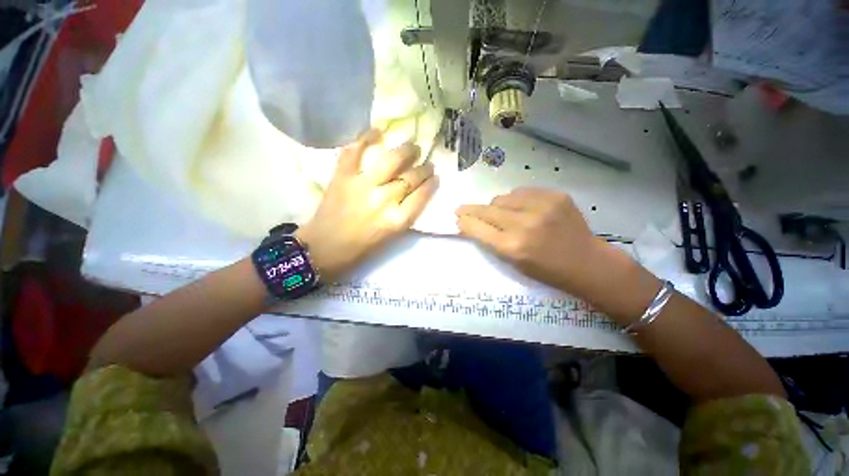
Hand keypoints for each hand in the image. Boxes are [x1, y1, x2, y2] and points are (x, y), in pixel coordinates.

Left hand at [297, 130, 438, 280]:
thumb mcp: (391, 236)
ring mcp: (362, 185)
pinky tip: (378, 131)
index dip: (431, 184)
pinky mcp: (343, 177)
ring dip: (406, 151)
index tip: (435, 177)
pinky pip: (356, 152)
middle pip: (411, 178)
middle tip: (427, 163)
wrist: (324, 248)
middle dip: (424, 168)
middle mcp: (383, 200)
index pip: (422, 195)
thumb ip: (405, 214)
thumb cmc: (360, 248)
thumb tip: (416, 193)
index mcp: (396, 220)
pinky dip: (366, 138)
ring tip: (412, 147)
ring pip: (391, 160)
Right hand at [455, 188, 660, 320]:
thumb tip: (470, 224)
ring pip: (502, 198)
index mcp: (513, 247)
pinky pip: (522, 192)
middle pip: (487, 210)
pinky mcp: (555, 196)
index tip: (457, 217)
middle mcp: (525, 225)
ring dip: (497, 207)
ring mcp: (542, 207)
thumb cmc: (546, 270)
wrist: (587, 262)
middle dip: (472, 210)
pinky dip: (516, 200)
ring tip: (503, 214)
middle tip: (463, 209)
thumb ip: (490, 242)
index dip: (465, 221)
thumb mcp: (513, 263)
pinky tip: (523, 209)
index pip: (478, 228)